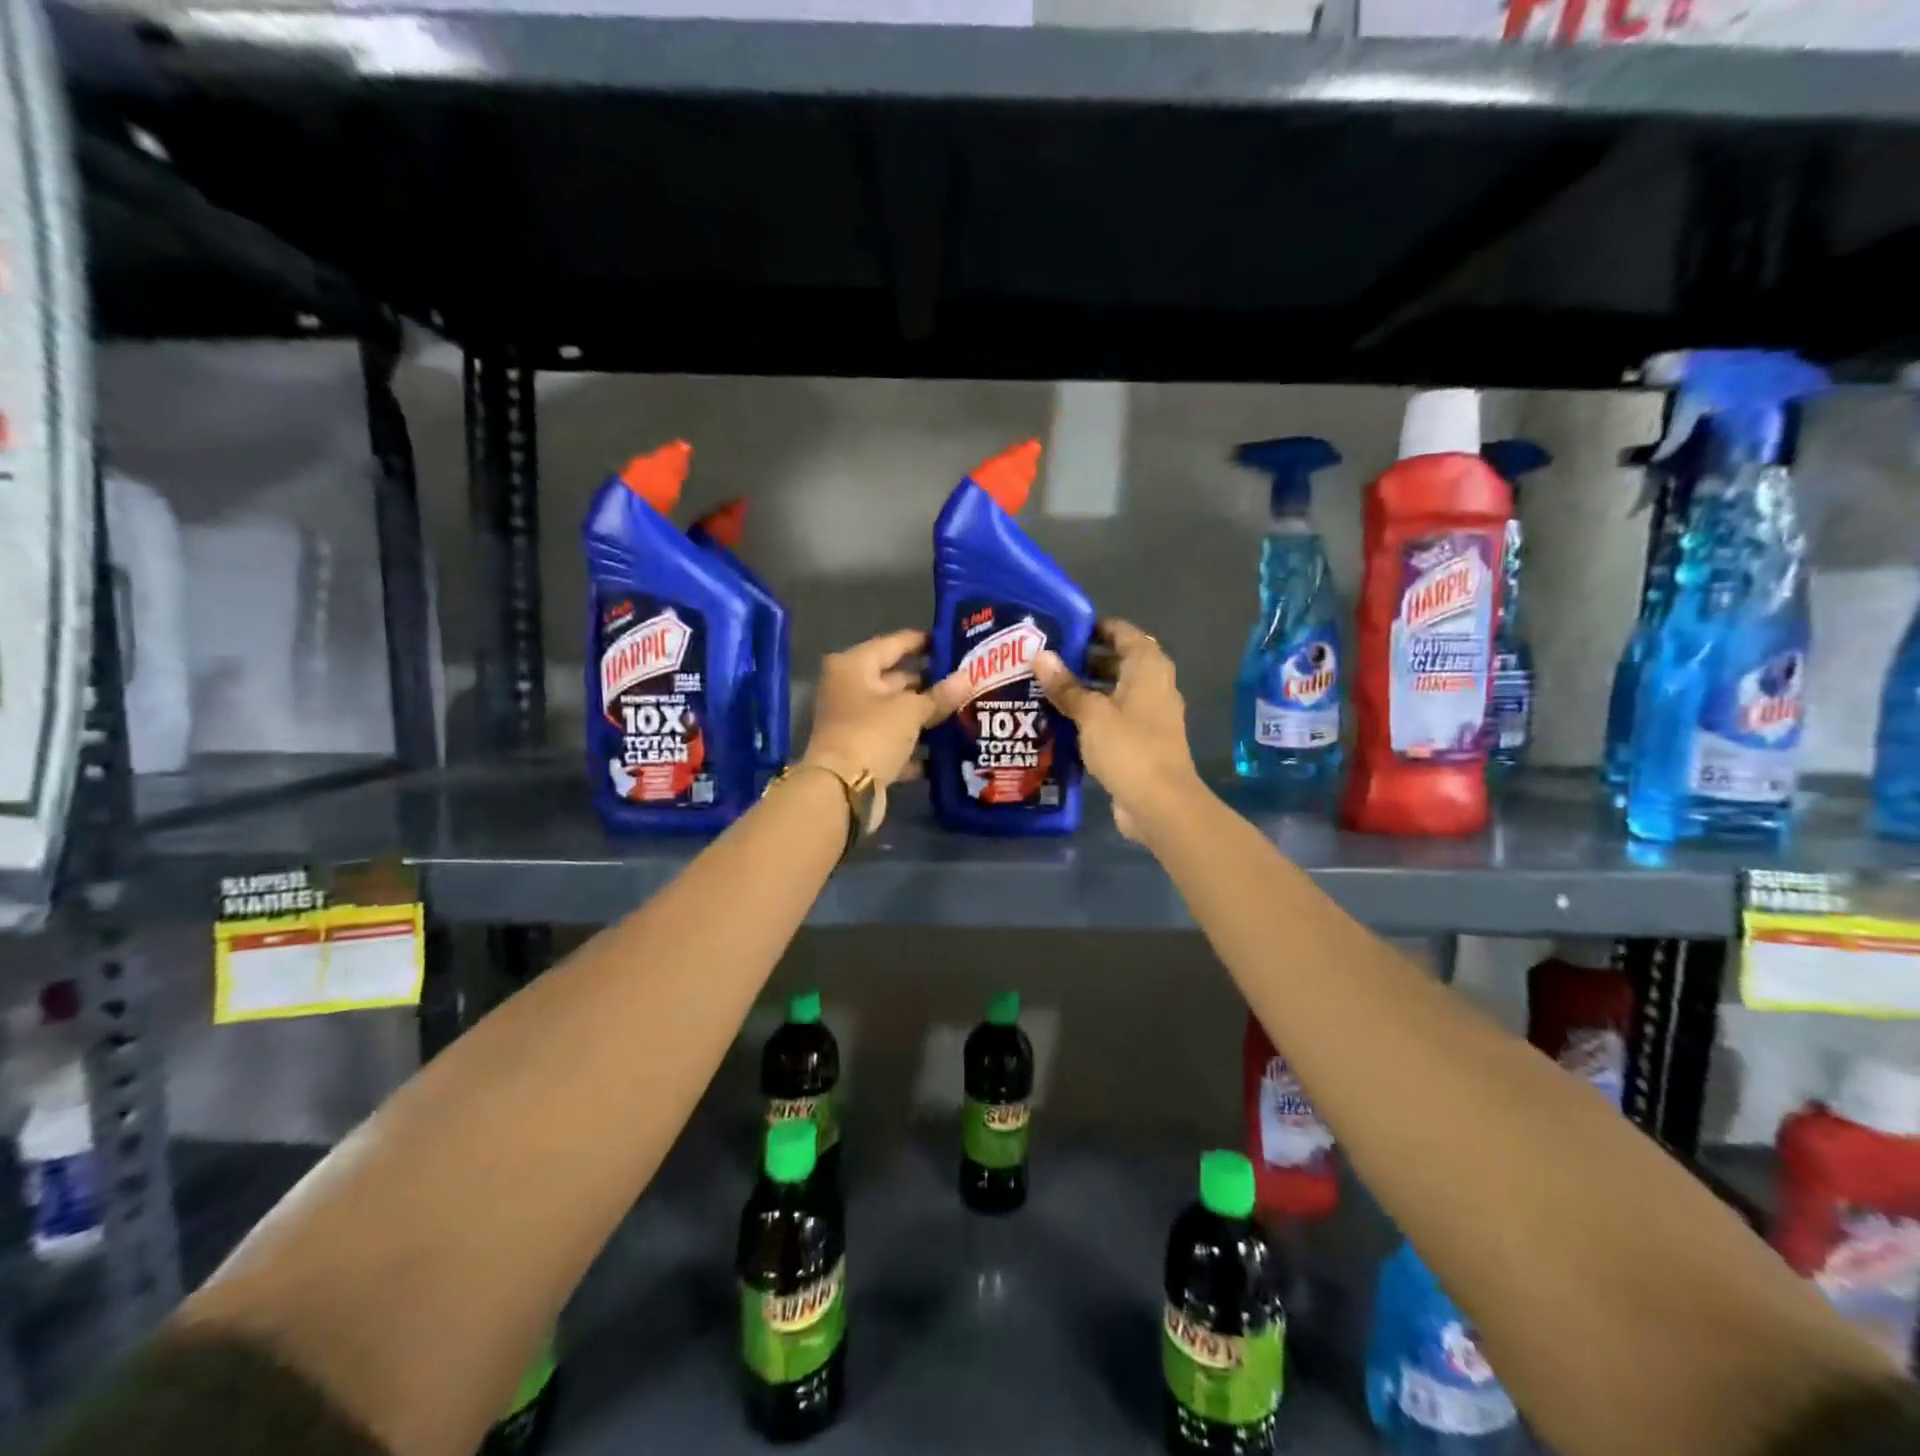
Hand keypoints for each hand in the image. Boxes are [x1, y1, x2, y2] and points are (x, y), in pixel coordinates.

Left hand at [801, 629, 955, 830]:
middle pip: (895, 679)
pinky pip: (895, 742)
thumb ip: (940, 695)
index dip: (924, 642)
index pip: (895, 643)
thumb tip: (968, 677)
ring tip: (965, 711)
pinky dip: (916, 745)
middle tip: (967, 681)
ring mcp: (854, 723)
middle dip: (930, 683)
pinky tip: (948, 747)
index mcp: (854, 666)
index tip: (954, 642)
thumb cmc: (872, 734)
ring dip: (925, 716)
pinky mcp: (862, 753)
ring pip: (897, 713)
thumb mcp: (910, 710)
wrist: (842, 791)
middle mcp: (849, 689)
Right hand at [1033, 619, 1204, 842]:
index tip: (1063, 630)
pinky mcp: (1141, 743)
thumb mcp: (1091, 713)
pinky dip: (1091, 718)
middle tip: (1045, 662)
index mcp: (1148, 668)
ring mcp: (1149, 717)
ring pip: (1114, 693)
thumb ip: (1066, 686)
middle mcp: (1154, 686)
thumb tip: (1040, 655)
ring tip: (1045, 690)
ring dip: (1085, 691)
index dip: (1096, 627)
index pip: (1123, 633)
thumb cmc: (1129, 748)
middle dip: (1084, 661)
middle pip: (1118, 663)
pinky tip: (1060, 723)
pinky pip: (1113, 719)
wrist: (1160, 804)